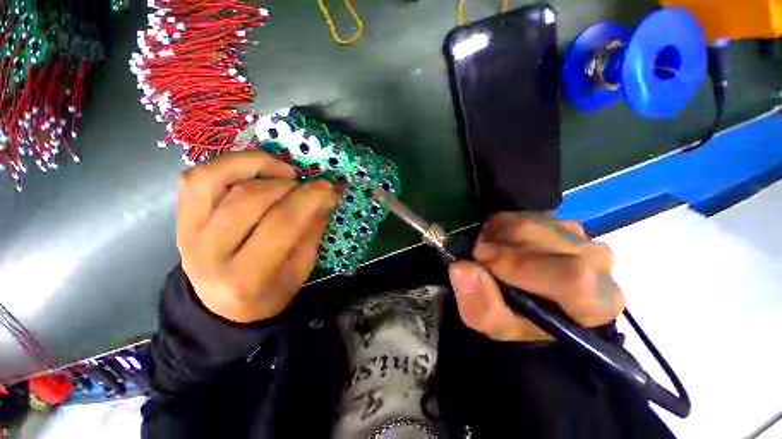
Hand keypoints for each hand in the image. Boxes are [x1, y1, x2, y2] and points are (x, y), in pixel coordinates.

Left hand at [176, 151, 337, 322]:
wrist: (220, 306)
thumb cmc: (267, 292)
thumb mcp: (300, 271)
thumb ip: (312, 232)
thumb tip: (325, 197)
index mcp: (246, 276)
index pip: (282, 223)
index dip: (310, 198)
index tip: (328, 188)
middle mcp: (209, 252)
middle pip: (251, 198)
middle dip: (290, 185)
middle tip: (309, 189)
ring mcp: (188, 231)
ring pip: (216, 178)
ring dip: (259, 165)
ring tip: (285, 172)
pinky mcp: (181, 217)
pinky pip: (197, 177)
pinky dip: (230, 164)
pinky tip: (256, 171)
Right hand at [448, 212, 623, 341]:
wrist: (525, 297)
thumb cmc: (518, 319)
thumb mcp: (495, 325)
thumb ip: (480, 304)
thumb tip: (462, 268)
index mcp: (596, 302)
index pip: (575, 278)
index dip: (522, 266)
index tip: (482, 259)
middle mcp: (597, 261)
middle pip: (547, 241)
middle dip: (502, 248)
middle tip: (480, 258)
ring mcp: (577, 234)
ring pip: (531, 223)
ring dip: (498, 238)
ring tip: (489, 254)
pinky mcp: (555, 219)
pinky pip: (521, 214)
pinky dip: (499, 227)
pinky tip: (497, 243)